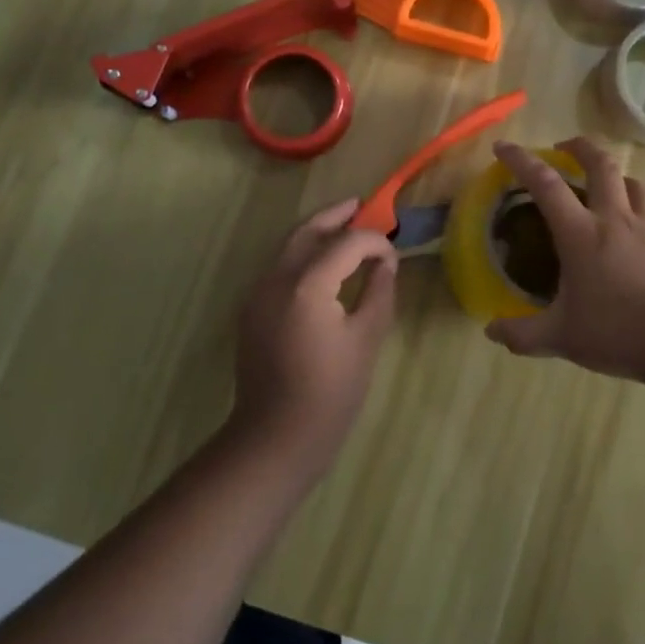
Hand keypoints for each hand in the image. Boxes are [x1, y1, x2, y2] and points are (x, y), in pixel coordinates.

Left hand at [230, 198, 398, 478]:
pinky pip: (278, 268)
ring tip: (344, 226)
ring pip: (288, 246)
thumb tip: (386, 263)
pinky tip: (322, 265)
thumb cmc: (331, 392)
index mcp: (307, 283)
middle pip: (307, 230)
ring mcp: (257, 293)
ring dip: (316, 232)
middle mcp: (276, 277)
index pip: (347, 242)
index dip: (374, 242)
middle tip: (360, 205)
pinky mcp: (251, 310)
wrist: (275, 438)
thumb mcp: (366, 339)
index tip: (393, 257)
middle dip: (335, 216)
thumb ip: (379, 292)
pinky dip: (302, 255)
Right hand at [485, 137, 644, 385]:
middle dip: (578, 147)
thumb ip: (523, 334)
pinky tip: (627, 223)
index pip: (546, 184)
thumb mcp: (562, 338)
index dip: (522, 161)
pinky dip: (633, 201)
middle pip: (600, 164)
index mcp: (581, 233)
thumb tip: (491, 330)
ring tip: (599, 180)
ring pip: (631, 181)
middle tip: (561, 148)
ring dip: (611, 171)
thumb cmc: (619, 331)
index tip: (503, 147)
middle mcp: (614, 219)